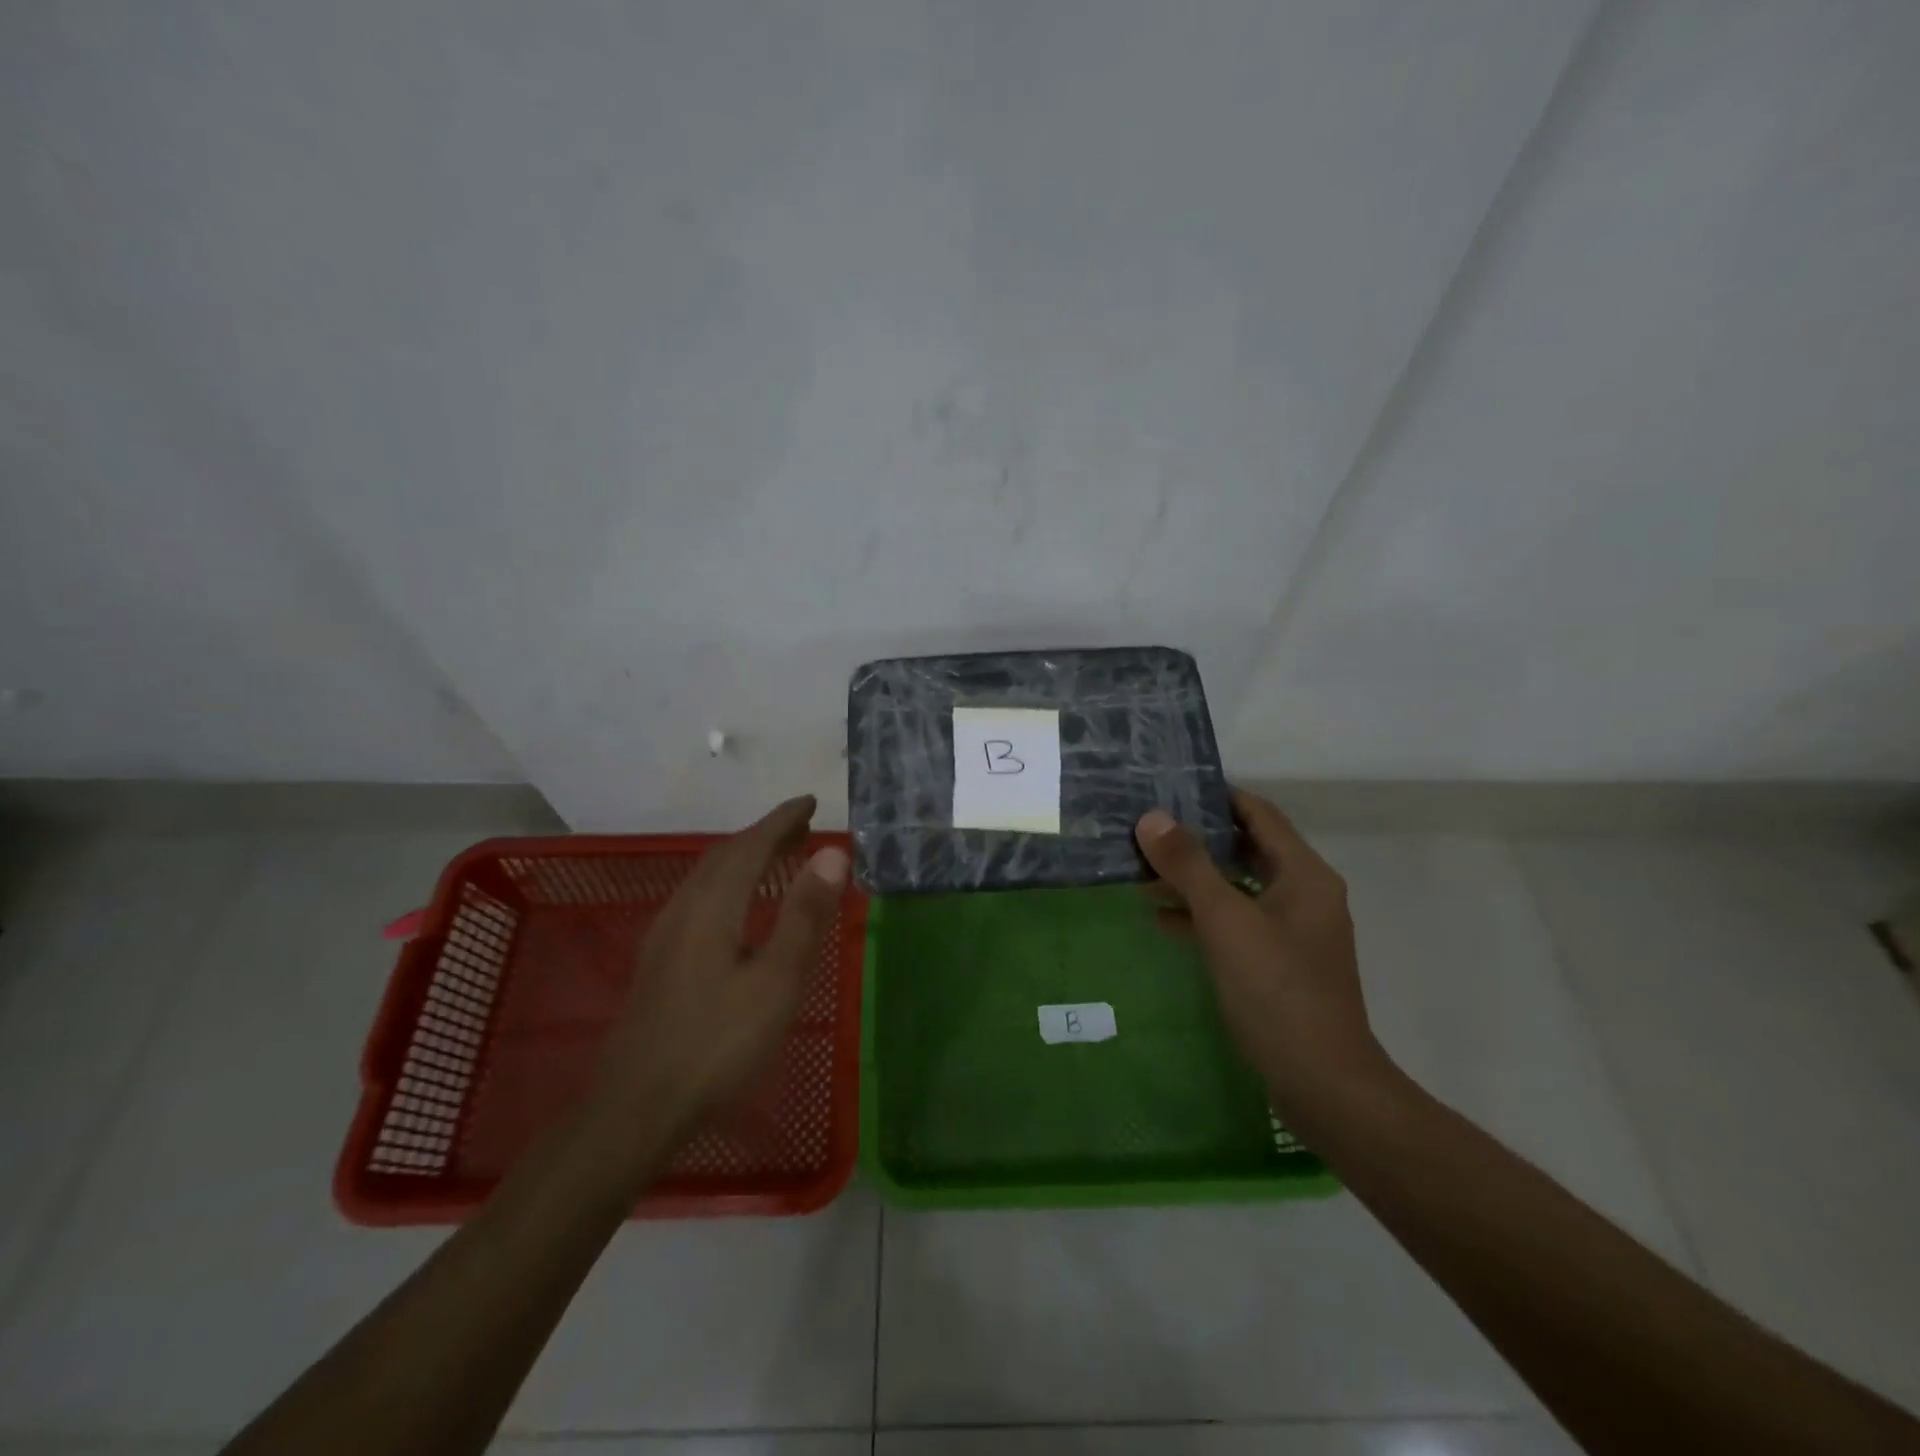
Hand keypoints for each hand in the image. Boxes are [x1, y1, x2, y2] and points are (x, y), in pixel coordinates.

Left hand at [589, 795, 847, 1152]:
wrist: (636, 1107)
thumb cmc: (717, 1044)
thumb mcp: (776, 981)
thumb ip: (804, 916)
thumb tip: (831, 854)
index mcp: (713, 906)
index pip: (750, 845)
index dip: (781, 820)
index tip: (810, 802)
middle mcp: (684, 908)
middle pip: (725, 855)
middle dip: (765, 834)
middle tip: (803, 827)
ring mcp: (665, 935)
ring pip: (708, 876)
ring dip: (745, 857)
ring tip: (778, 857)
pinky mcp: (659, 960)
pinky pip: (699, 897)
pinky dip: (728, 882)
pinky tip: (737, 907)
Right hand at [1136, 788, 1391, 1114]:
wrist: (1323, 1083)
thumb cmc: (1277, 991)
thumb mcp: (1226, 921)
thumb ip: (1189, 866)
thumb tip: (1152, 818)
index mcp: (1304, 875)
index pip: (1259, 814)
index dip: (1217, 796)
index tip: (1169, 786)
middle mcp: (1304, 895)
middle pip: (1247, 849)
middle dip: (1197, 839)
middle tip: (1147, 827)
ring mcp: (1293, 932)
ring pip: (1238, 888)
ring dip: (1194, 879)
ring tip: (1142, 872)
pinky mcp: (1279, 965)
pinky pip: (1237, 924)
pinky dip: (1203, 916)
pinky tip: (1163, 920)